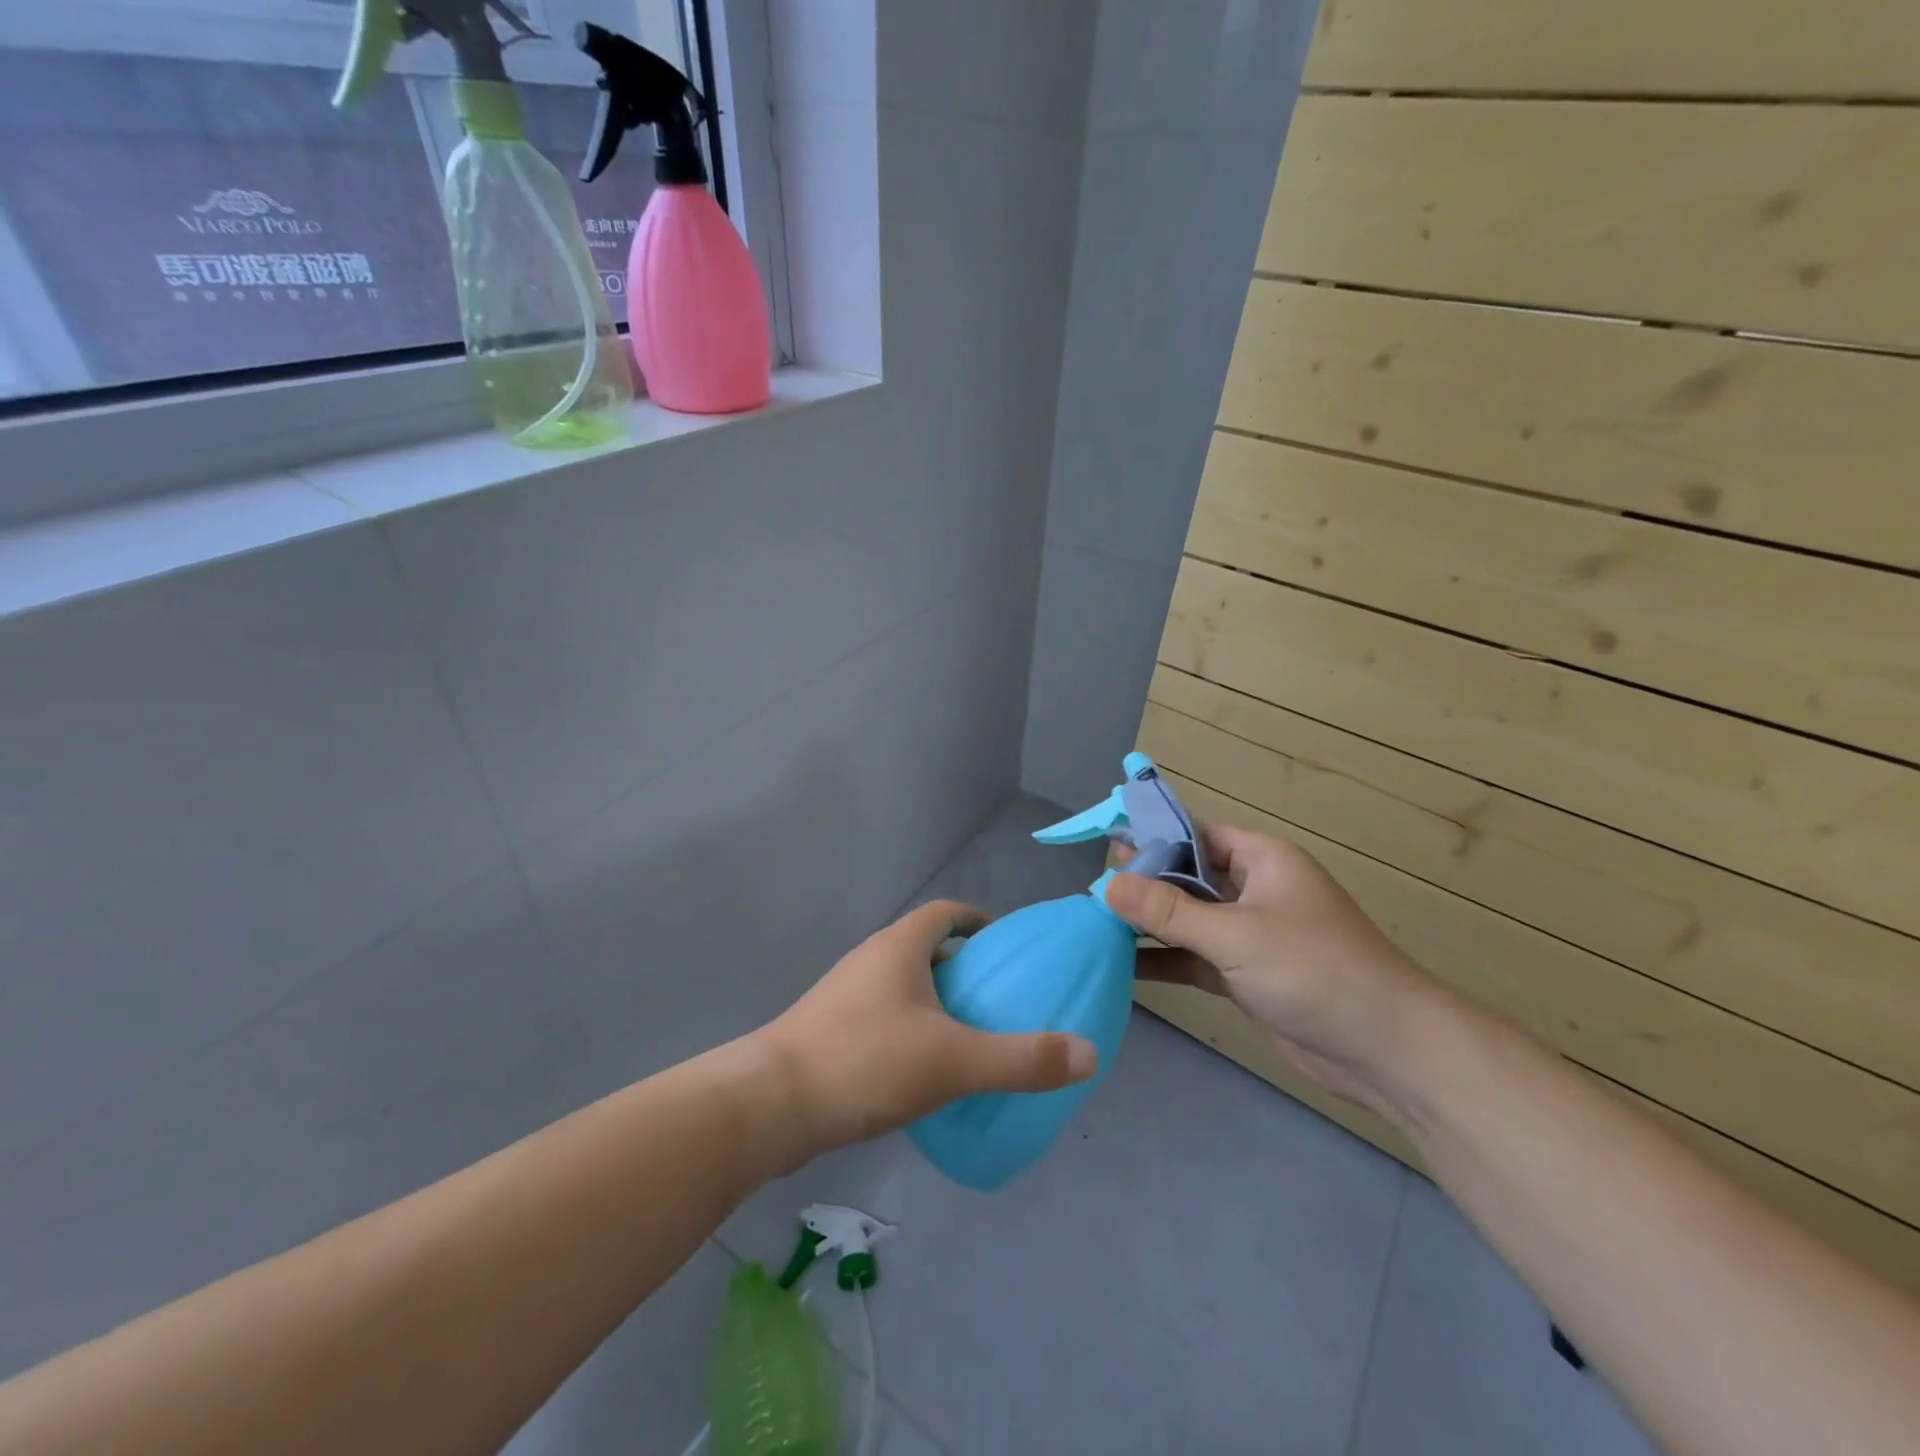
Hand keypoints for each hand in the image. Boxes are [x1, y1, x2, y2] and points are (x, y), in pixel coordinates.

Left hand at [753, 900, 1097, 1162]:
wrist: (770, 1105)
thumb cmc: (867, 1062)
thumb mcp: (955, 1061)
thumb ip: (1023, 1059)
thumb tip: (1089, 1054)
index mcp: (899, 947)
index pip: (945, 912)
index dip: (978, 921)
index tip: (1006, 948)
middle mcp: (869, 960)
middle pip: (924, 948)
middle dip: (962, 968)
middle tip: (997, 1001)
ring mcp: (843, 996)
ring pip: (901, 985)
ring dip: (934, 1002)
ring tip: (967, 1038)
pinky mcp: (827, 1032)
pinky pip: (881, 1017)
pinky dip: (909, 1030)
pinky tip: (922, 1073)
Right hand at [1104, 826, 1437, 1109]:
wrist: (1385, 1049)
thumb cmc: (1313, 970)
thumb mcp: (1234, 934)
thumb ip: (1167, 910)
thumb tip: (1105, 884)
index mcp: (1262, 860)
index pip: (1197, 836)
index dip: (1152, 840)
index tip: (1105, 851)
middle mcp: (1255, 890)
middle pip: (1188, 878)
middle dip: (1144, 885)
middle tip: (1090, 891)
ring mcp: (1251, 934)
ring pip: (1189, 919)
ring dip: (1150, 924)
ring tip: (1095, 925)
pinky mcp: (1247, 974)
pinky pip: (1196, 956)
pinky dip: (1165, 958)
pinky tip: (1122, 964)